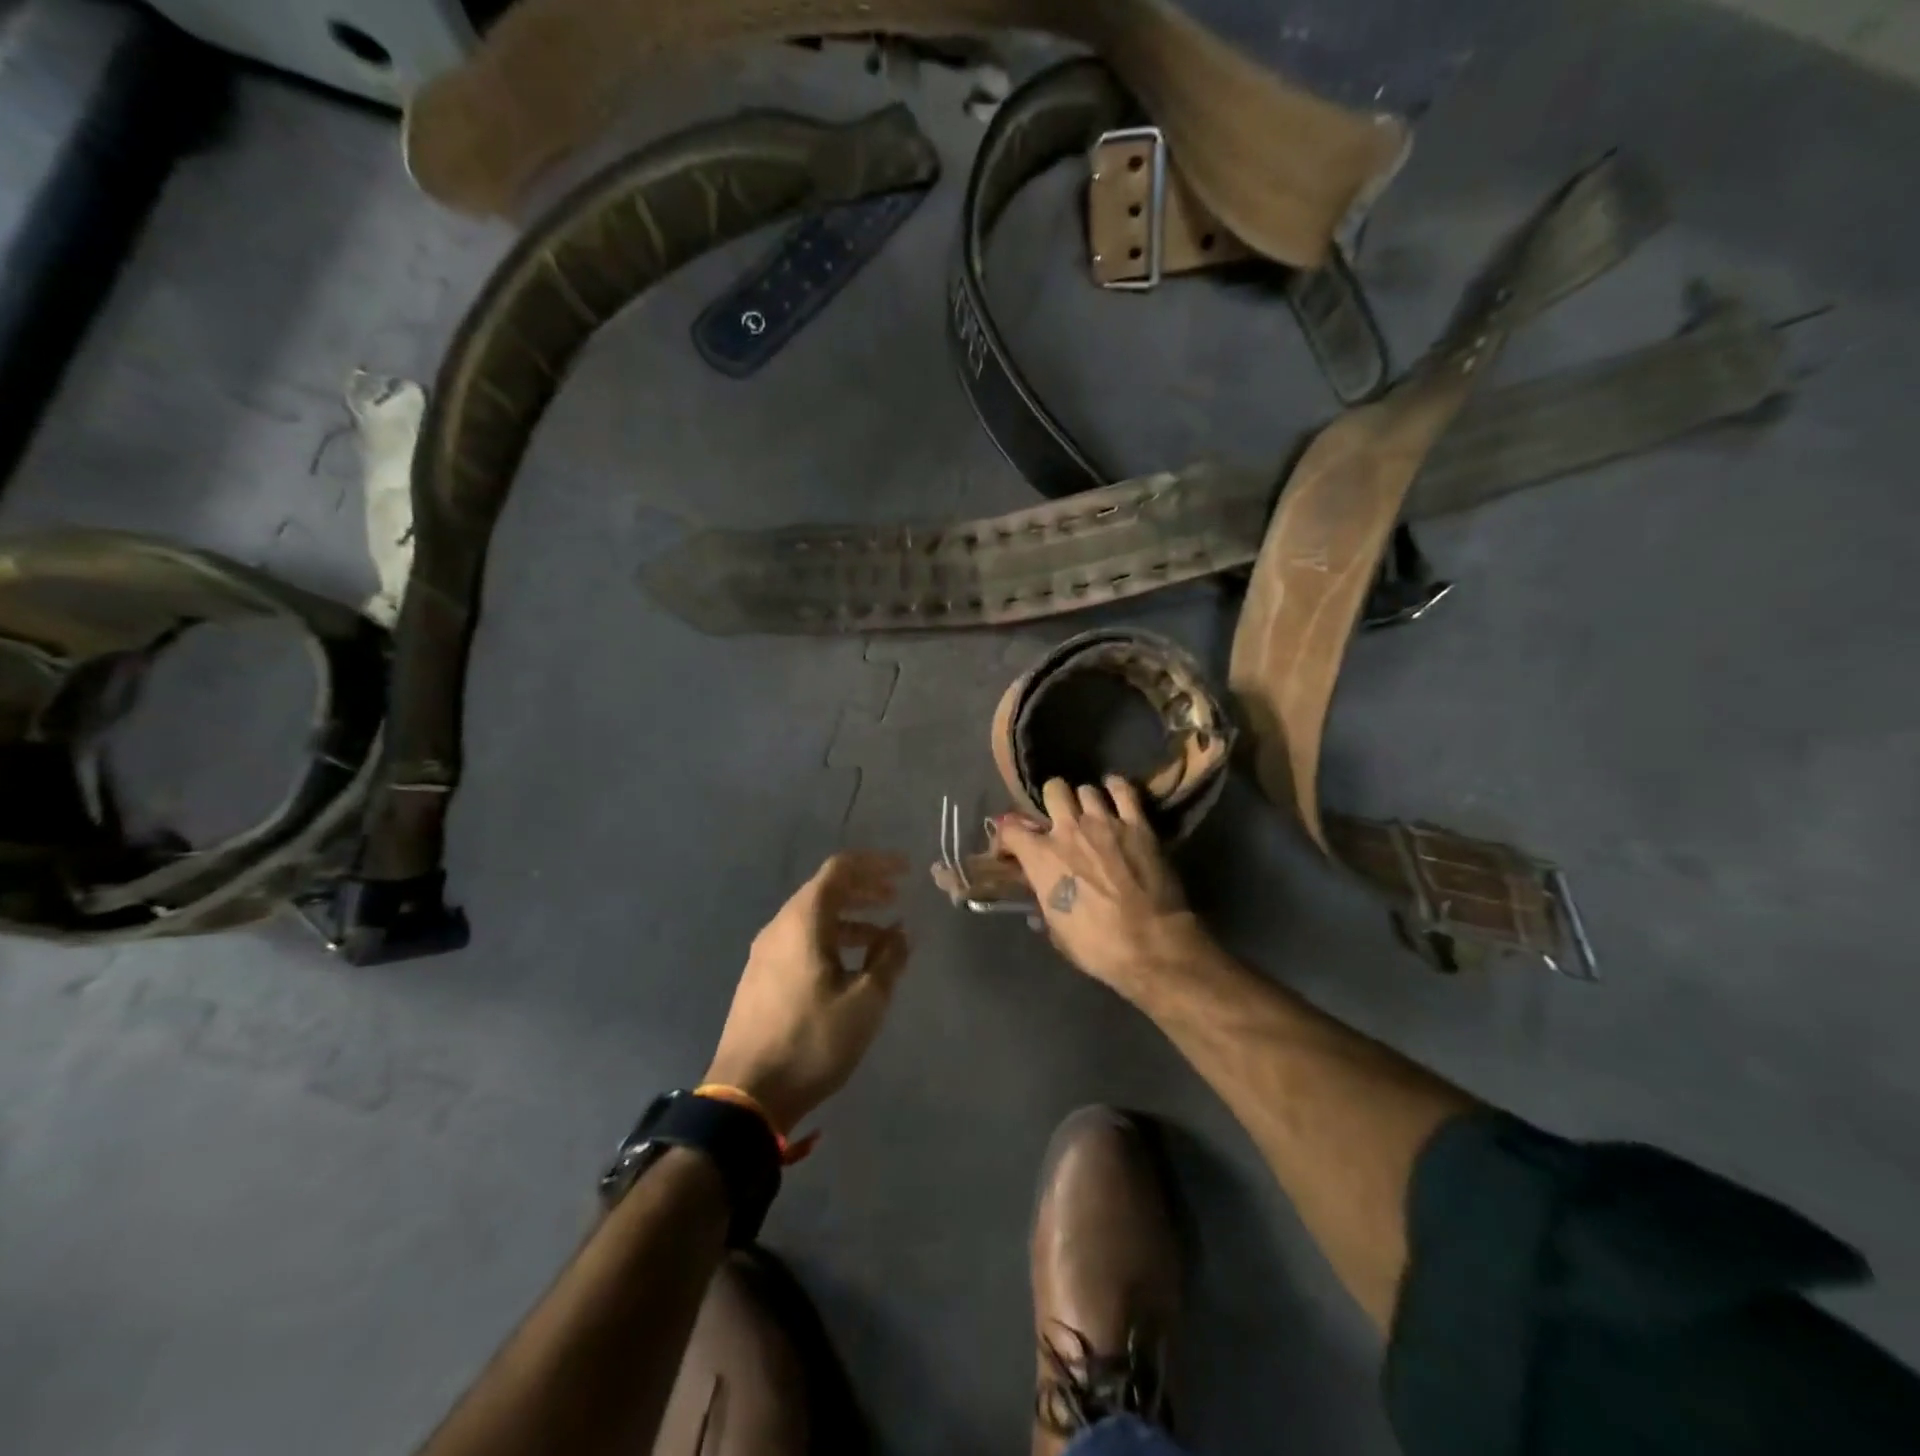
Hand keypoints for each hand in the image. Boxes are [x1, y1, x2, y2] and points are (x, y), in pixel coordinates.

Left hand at [704, 852, 910, 1133]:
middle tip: (896, 897)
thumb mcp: (865, 1001)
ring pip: (814, 918)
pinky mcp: (761, 978)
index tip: (906, 870)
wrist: (746, 1094)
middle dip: (864, 889)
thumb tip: (901, 931)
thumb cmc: (812, 1040)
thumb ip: (888, 959)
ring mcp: (765, 953)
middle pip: (825, 890)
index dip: (875, 864)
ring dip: (850, 918)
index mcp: (803, 921)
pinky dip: (832, 939)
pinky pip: (802, 940)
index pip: (840, 869)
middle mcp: (780, 927)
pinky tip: (851, 965)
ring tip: (882, 936)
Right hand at [992, 777, 1213, 1001]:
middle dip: (1053, 802)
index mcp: (1041, 856)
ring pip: (1086, 789)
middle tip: (1060, 820)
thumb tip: (1040, 896)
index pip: (1009, 828)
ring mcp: (1105, 822)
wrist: (1151, 945)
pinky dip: (1117, 789)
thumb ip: (1044, 901)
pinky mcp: (1138, 824)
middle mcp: (1068, 829)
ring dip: (1085, 801)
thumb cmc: (1097, 946)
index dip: (1008, 835)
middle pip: (1053, 790)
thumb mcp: (1056, 929)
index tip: (1013, 847)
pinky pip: (1124, 790)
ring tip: (1092, 814)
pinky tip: (1116, 795)